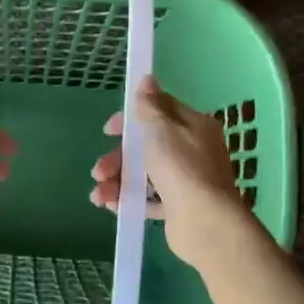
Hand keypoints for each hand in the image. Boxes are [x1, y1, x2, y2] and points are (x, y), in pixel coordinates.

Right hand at [90, 75, 257, 268]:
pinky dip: (130, 199)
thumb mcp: (161, 130)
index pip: (159, 111)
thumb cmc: (181, 168)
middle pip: (146, 146)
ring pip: (145, 174)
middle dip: (118, 157)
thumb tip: (147, 79)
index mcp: (193, 126)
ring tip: (98, 196)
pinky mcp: (180, 206)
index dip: (131, 117)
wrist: (206, 223)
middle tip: (98, 171)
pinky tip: (112, 206)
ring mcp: (187, 179)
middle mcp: (193, 150)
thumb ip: (149, 106)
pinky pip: (150, 199)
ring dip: (117, 181)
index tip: (109, 130)